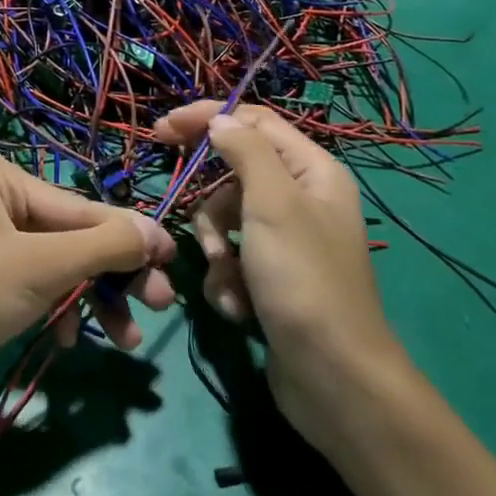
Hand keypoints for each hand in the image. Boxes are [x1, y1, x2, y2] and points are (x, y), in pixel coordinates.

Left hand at [0, 146, 174, 420]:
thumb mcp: (41, 268)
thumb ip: (103, 247)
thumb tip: (158, 231)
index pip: (78, 207)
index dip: (128, 236)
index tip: (173, 258)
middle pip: (69, 234)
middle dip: (112, 274)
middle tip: (161, 304)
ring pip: (55, 261)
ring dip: (90, 297)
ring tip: (127, 338)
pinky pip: (33, 280)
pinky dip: (56, 307)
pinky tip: (68, 340)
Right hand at [154, 103, 408, 445]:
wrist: (333, 377)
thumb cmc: (302, 278)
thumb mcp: (272, 202)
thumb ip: (245, 150)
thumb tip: (219, 120)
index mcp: (312, 171)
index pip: (253, 121)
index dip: (207, 118)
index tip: (162, 130)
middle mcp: (302, 199)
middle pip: (234, 174)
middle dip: (212, 206)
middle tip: (202, 233)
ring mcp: (287, 241)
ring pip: (226, 219)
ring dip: (217, 249)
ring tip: (229, 279)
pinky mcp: (272, 277)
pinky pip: (232, 258)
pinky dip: (227, 279)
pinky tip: (238, 306)